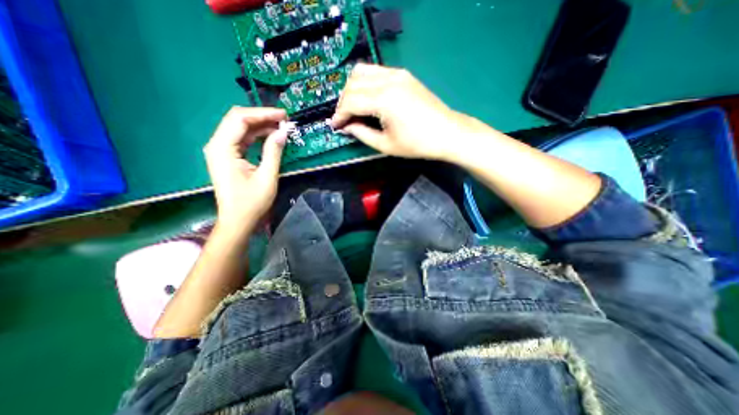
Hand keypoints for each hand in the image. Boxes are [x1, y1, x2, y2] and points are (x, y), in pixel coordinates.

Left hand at [205, 106, 288, 230]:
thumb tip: (283, 132)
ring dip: (260, 125)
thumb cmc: (252, 202)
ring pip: (240, 128)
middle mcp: (217, 145)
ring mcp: (221, 151)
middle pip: (238, 120)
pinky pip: (242, 139)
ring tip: (281, 126)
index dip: (263, 113)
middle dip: (262, 117)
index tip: (284, 115)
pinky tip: (270, 136)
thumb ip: (273, 151)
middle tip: (284, 120)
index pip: (240, 119)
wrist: (238, 220)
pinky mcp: (227, 157)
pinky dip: (256, 136)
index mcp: (223, 148)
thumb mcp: (267, 176)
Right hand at [331, 63, 469, 161]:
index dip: (340, 114)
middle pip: (353, 83)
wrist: (447, 133)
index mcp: (384, 100)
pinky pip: (376, 71)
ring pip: (362, 71)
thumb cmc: (417, 144)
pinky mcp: (404, 74)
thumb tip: (347, 127)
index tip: (335, 126)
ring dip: (352, 89)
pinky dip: (365, 83)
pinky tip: (367, 97)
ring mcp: (397, 74)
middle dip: (343, 102)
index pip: (351, 101)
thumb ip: (362, 134)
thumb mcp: (386, 145)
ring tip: (353, 107)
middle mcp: (388, 80)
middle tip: (344, 119)